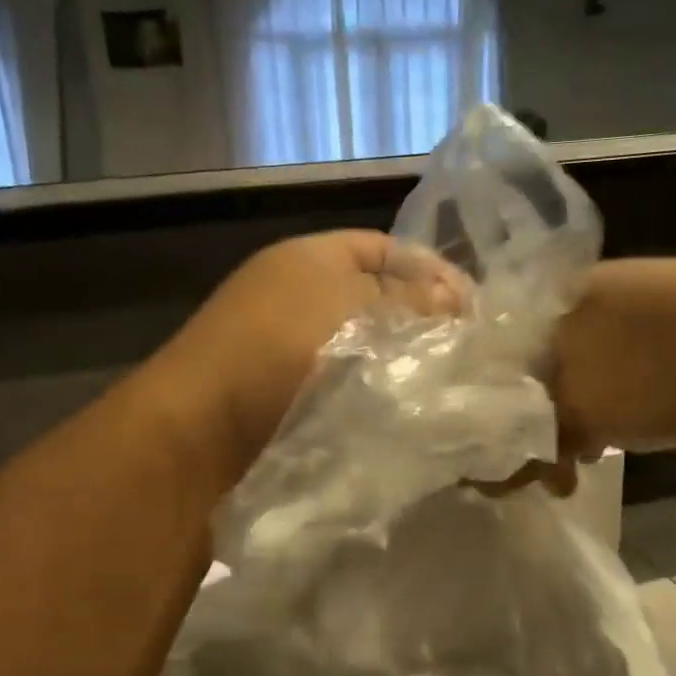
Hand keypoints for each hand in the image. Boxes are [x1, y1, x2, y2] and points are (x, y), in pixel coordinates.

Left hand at [146, 231, 464, 480]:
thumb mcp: (355, 310)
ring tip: (441, 382)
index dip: (432, 270)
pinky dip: (370, 389)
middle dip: (419, 319)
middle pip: (374, 297)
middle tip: (465, 349)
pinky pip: (340, 380)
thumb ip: (410, 303)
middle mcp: (295, 292)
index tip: (474, 308)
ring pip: (359, 343)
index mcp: (310, 256)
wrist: (201, 428)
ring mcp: (284, 344)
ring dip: (397, 359)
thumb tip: (454, 304)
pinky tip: (399, 409)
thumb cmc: (280, 350)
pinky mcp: (281, 391)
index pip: (387, 248)